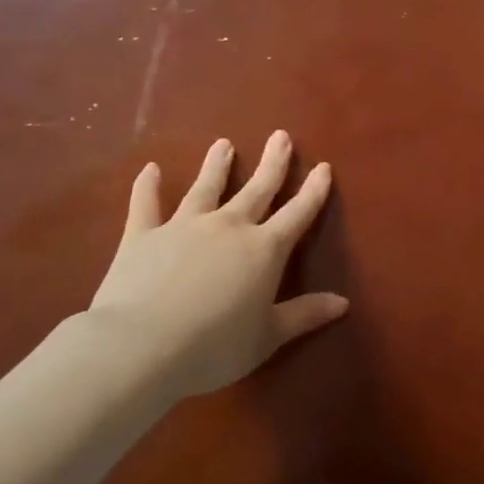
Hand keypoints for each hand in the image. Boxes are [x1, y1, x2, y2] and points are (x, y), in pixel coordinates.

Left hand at [83, 131, 347, 401]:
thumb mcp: (268, 336)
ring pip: (205, 188)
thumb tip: (343, 302)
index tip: (323, 167)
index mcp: (264, 250)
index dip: (313, 192)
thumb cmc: (214, 346)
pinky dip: (147, 186)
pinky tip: (151, 169)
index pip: (297, 214)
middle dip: (272, 164)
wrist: (141, 346)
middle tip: (281, 136)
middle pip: (256, 190)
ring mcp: (183, 226)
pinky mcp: (142, 235)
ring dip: (217, 166)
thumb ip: (304, 315)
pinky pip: (146, 205)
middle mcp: (228, 227)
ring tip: (224, 144)